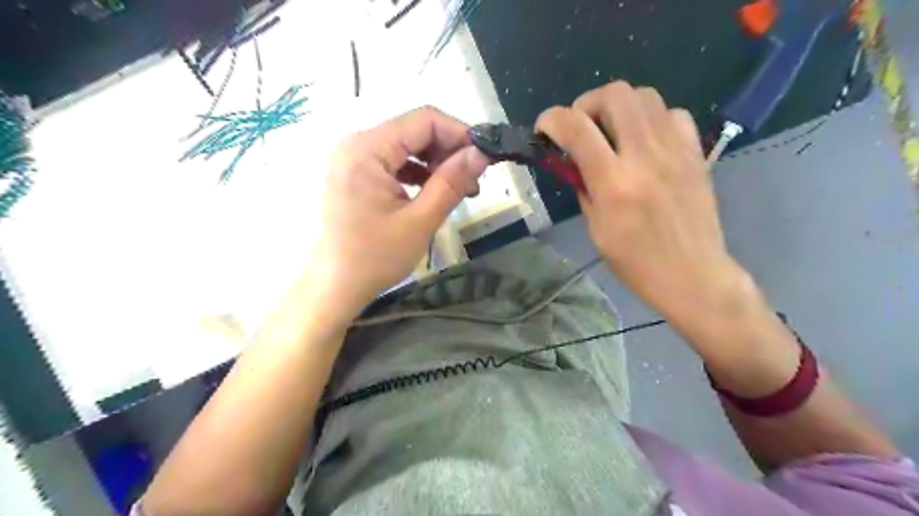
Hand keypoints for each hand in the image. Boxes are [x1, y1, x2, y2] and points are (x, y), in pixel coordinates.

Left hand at [305, 107, 491, 319]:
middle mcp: (356, 144)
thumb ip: (452, 182)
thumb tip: (482, 153)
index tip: (485, 157)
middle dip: (449, 151)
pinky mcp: (354, 175)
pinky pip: (393, 163)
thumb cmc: (374, 258)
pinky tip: (431, 193)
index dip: (460, 133)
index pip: (424, 120)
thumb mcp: (420, 220)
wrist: (332, 288)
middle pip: (414, 131)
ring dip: (435, 163)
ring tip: (458, 191)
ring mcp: (352, 159)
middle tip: (473, 181)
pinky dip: (417, 174)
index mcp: (367, 149)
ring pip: (405, 147)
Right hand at [539, 82, 744, 324]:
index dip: (551, 119)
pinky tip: (646, 141)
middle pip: (615, 94)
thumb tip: (574, 161)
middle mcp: (645, 157)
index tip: (544, 128)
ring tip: (612, 130)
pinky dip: (653, 119)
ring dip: (620, 106)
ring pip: (646, 95)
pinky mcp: (696, 153)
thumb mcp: (596, 229)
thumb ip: (583, 187)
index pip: (575, 128)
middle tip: (582, 125)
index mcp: (613, 183)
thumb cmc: (636, 262)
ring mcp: (675, 151)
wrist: (692, 274)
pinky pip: (673, 114)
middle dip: (588, 103)